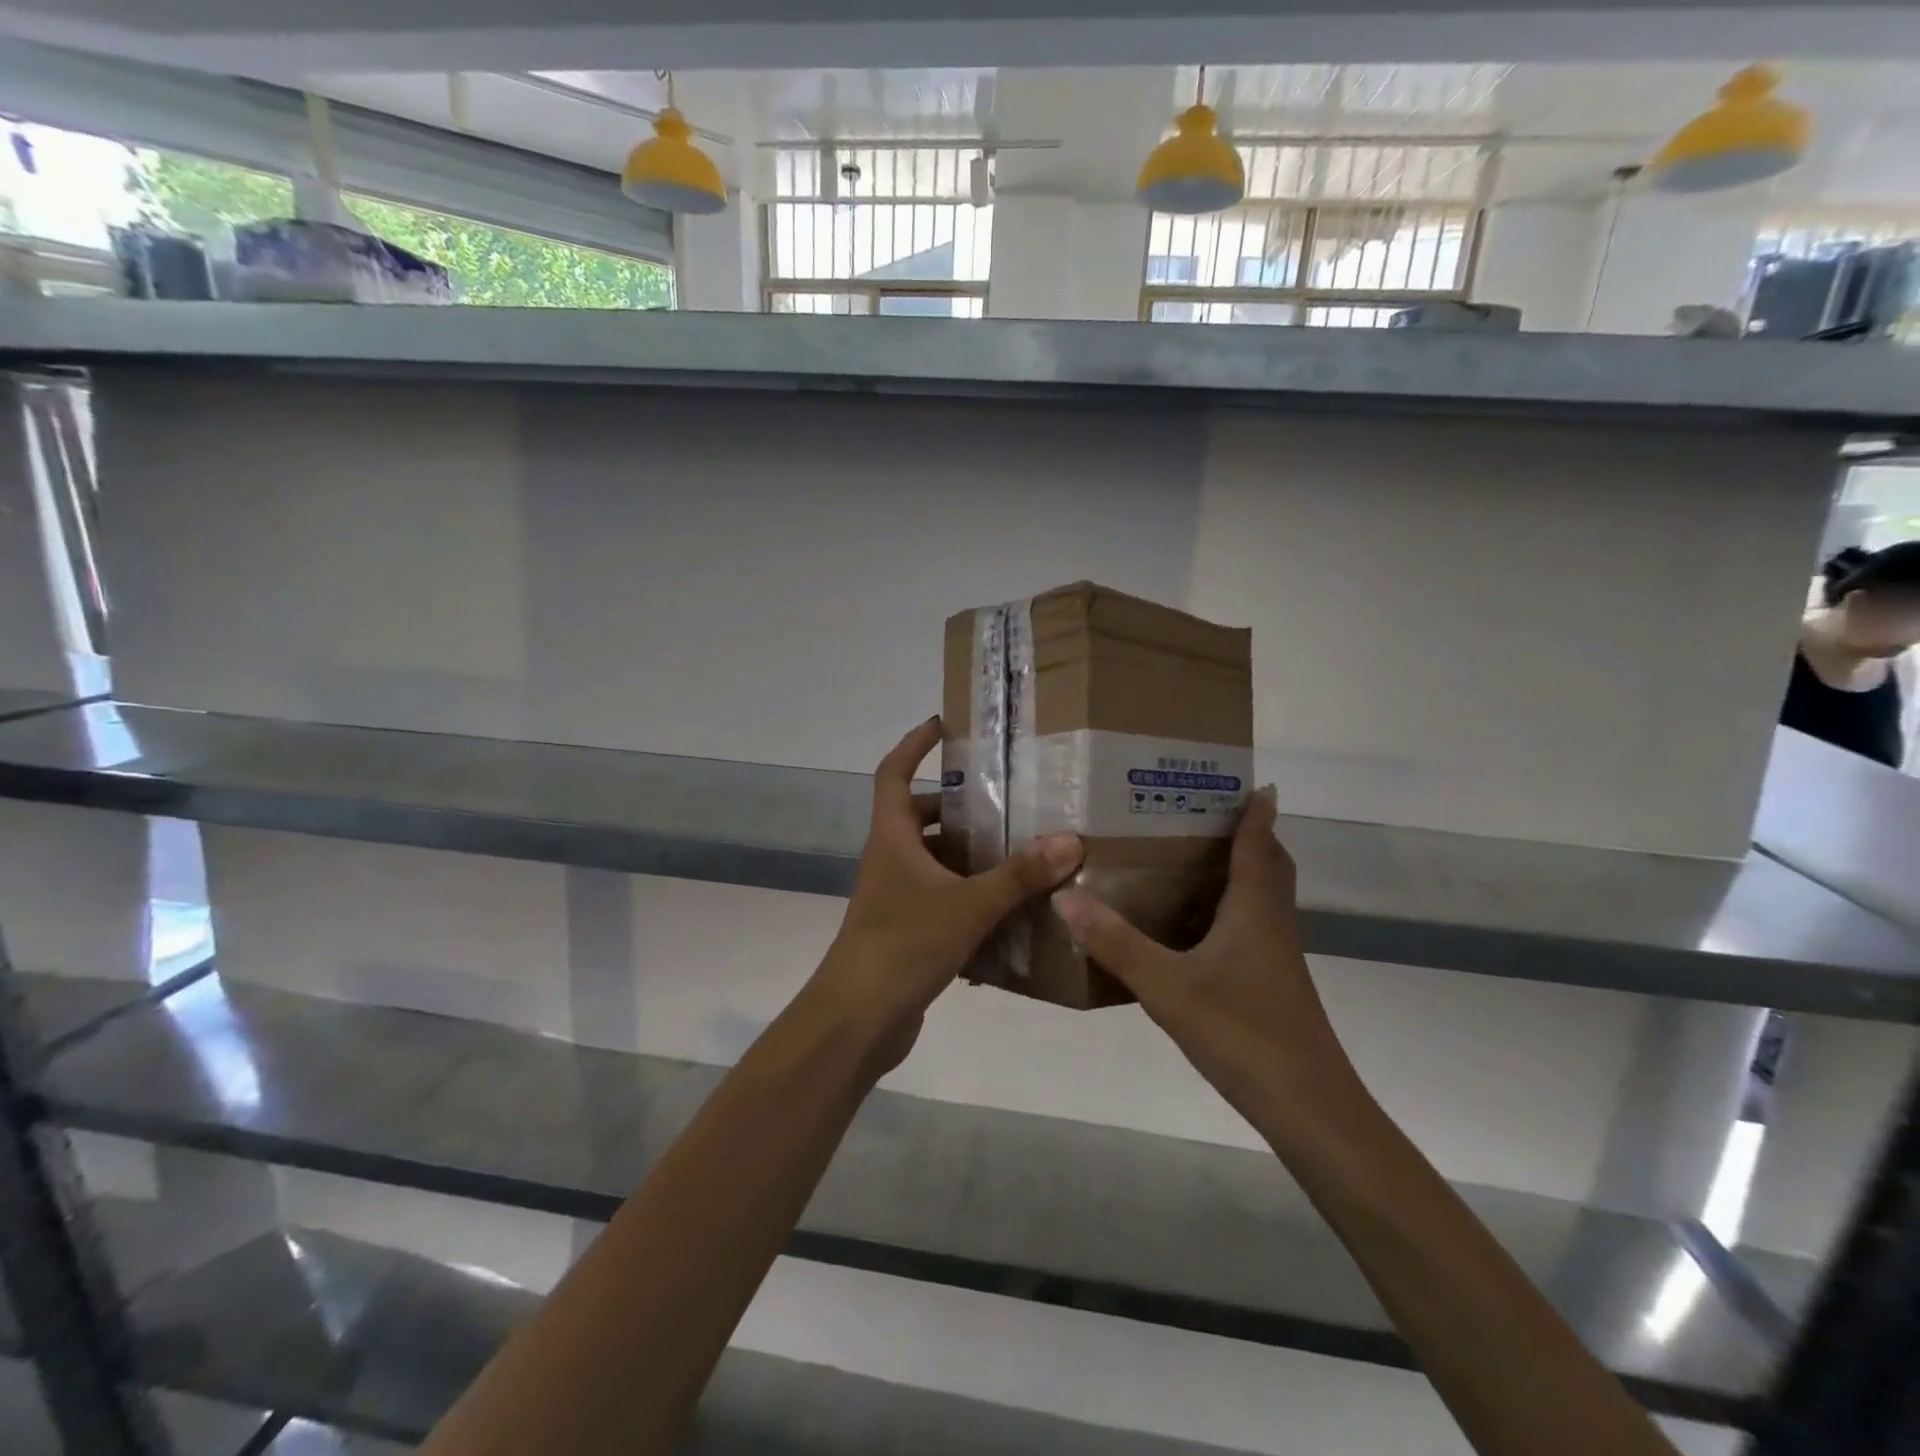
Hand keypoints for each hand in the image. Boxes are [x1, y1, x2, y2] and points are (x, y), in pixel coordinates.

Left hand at [811, 717, 1082, 1069]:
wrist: (858, 1018)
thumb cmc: (904, 944)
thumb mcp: (969, 905)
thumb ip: (1019, 875)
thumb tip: (1070, 840)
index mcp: (892, 838)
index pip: (894, 772)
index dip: (914, 745)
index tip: (942, 725)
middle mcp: (889, 860)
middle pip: (917, 816)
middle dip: (956, 806)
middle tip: (1003, 802)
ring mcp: (893, 897)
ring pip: (932, 860)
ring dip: (966, 854)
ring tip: (1016, 852)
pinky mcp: (904, 931)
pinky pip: (939, 899)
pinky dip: (967, 897)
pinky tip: (1006, 911)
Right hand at [1053, 787, 1355, 1129]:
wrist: (1307, 1106)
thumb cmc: (1242, 1032)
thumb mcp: (1167, 986)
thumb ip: (1116, 942)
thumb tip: (1066, 895)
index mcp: (1255, 908)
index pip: (1259, 843)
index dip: (1255, 811)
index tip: (1249, 781)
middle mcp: (1272, 922)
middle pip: (1270, 864)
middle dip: (1250, 835)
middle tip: (1203, 815)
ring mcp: (1276, 955)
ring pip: (1264, 896)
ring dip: (1241, 870)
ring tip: (1191, 859)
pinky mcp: (1272, 983)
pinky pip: (1254, 925)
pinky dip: (1232, 908)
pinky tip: (1195, 927)